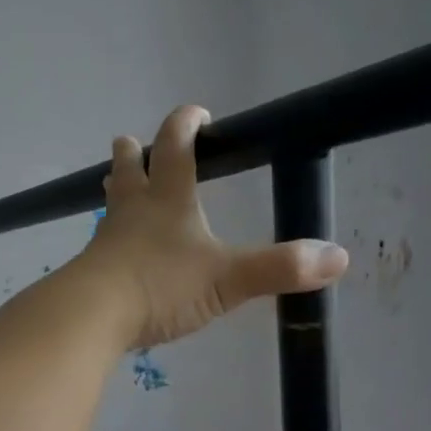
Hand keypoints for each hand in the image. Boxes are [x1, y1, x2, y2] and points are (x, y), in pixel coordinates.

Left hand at [79, 105, 348, 348]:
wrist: (93, 316)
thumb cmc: (161, 286)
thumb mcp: (227, 279)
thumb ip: (279, 268)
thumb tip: (338, 257)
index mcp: (168, 199)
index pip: (176, 146)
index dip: (186, 124)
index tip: (198, 114)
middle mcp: (134, 211)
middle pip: (130, 169)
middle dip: (135, 152)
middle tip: (132, 142)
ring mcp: (108, 240)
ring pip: (111, 203)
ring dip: (117, 187)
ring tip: (115, 179)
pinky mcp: (92, 271)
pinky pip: (102, 244)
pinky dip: (110, 238)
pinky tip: (112, 251)